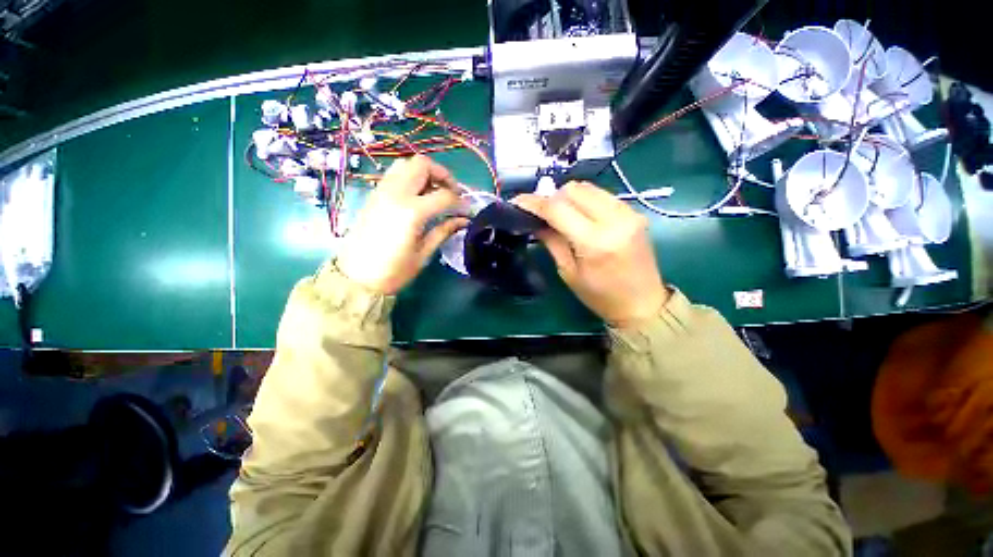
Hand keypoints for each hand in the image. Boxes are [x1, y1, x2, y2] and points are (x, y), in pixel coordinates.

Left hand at [336, 155, 465, 293]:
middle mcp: (396, 193)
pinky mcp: (373, 195)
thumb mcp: (424, 253)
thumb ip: (444, 231)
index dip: (460, 202)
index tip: (467, 211)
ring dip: (425, 173)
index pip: (444, 195)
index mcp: (412, 211)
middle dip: (443, 175)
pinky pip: (394, 174)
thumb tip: (463, 220)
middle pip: (423, 165)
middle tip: (452, 193)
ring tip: (434, 192)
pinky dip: (410, 177)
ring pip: (406, 164)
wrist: (356, 278)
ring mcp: (381, 191)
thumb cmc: (394, 271)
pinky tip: (417, 196)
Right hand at [514, 182, 668, 326]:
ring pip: (588, 188)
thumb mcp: (569, 272)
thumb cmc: (601, 296)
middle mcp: (614, 219)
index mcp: (595, 241)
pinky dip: (585, 200)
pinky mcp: (635, 212)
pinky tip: (579, 215)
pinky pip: (602, 195)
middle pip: (573, 190)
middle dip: (551, 197)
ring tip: (559, 214)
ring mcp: (628, 212)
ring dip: (567, 197)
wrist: (643, 303)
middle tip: (541, 212)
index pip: (558, 209)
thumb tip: (536, 221)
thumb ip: (552, 241)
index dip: (534, 202)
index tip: (518, 202)